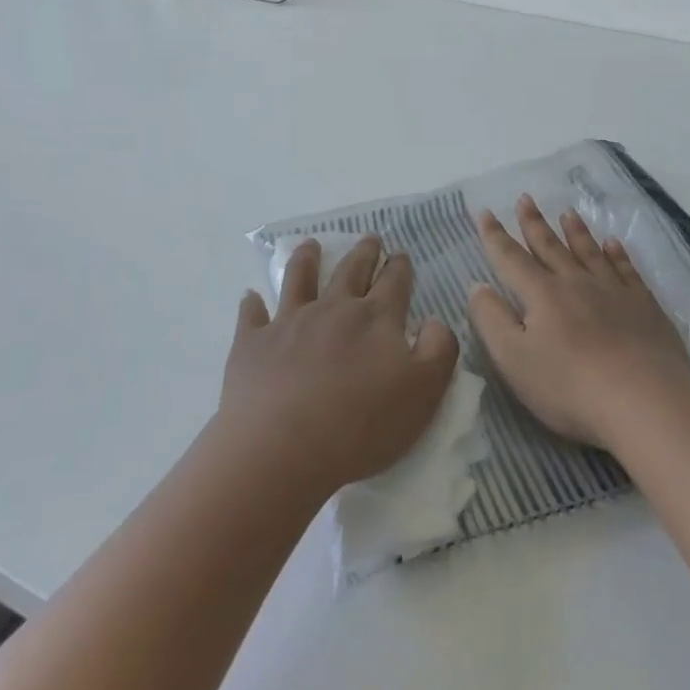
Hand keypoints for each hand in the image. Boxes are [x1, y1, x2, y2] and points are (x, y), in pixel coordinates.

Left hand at [220, 235, 459, 497]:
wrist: (282, 450)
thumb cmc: (361, 425)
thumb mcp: (424, 392)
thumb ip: (439, 349)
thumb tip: (434, 320)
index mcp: (376, 318)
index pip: (394, 281)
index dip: (400, 266)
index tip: (401, 255)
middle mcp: (334, 309)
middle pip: (351, 270)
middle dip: (364, 252)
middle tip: (369, 238)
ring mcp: (290, 322)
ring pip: (300, 279)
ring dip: (307, 259)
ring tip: (310, 245)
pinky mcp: (253, 344)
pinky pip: (252, 316)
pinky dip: (252, 304)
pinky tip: (251, 297)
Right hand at [467, 195, 689, 447]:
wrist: (644, 399)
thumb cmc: (570, 385)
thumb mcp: (514, 359)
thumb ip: (492, 319)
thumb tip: (478, 286)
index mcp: (542, 294)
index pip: (511, 258)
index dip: (495, 236)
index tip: (484, 212)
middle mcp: (576, 282)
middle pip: (550, 247)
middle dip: (534, 223)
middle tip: (525, 198)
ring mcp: (613, 291)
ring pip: (589, 252)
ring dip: (576, 232)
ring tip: (568, 212)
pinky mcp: (644, 306)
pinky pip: (626, 270)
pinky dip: (618, 254)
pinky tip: (614, 244)